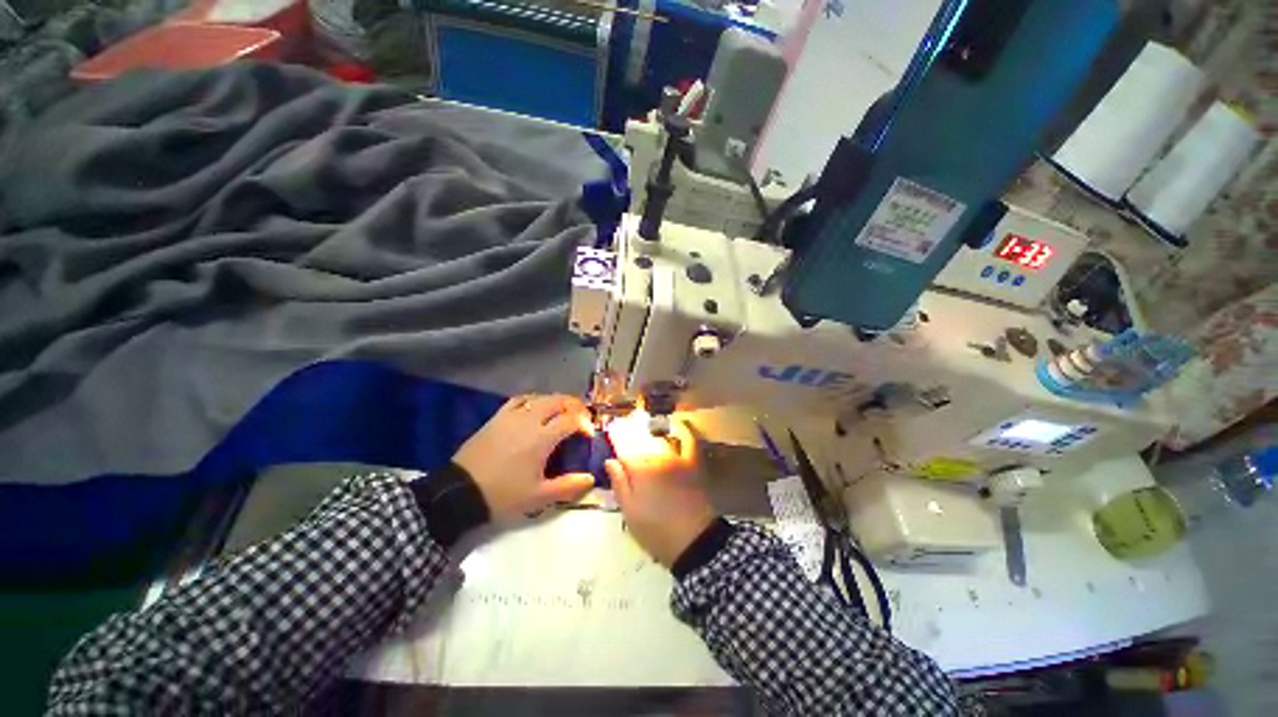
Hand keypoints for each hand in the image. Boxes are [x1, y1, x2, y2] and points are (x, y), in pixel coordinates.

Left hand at [454, 394, 595, 521]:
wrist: (458, 493)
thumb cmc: (502, 495)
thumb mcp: (538, 497)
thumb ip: (568, 486)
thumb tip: (591, 478)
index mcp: (542, 438)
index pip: (571, 420)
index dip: (585, 424)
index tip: (589, 435)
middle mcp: (529, 420)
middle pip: (558, 401)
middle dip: (575, 406)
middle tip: (581, 418)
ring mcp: (511, 416)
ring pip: (540, 398)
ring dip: (557, 401)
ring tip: (563, 412)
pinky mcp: (497, 417)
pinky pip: (520, 400)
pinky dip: (534, 400)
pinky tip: (536, 408)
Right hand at [605, 414, 716, 567]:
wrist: (695, 541)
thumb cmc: (656, 529)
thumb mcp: (630, 512)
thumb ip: (619, 483)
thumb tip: (610, 461)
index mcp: (640, 469)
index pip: (624, 447)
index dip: (616, 438)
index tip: (611, 431)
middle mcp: (657, 457)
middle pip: (641, 441)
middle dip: (631, 435)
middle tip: (624, 432)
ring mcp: (677, 459)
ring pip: (659, 441)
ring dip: (649, 435)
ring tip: (643, 433)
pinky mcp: (691, 465)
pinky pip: (685, 444)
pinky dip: (680, 435)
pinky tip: (677, 431)